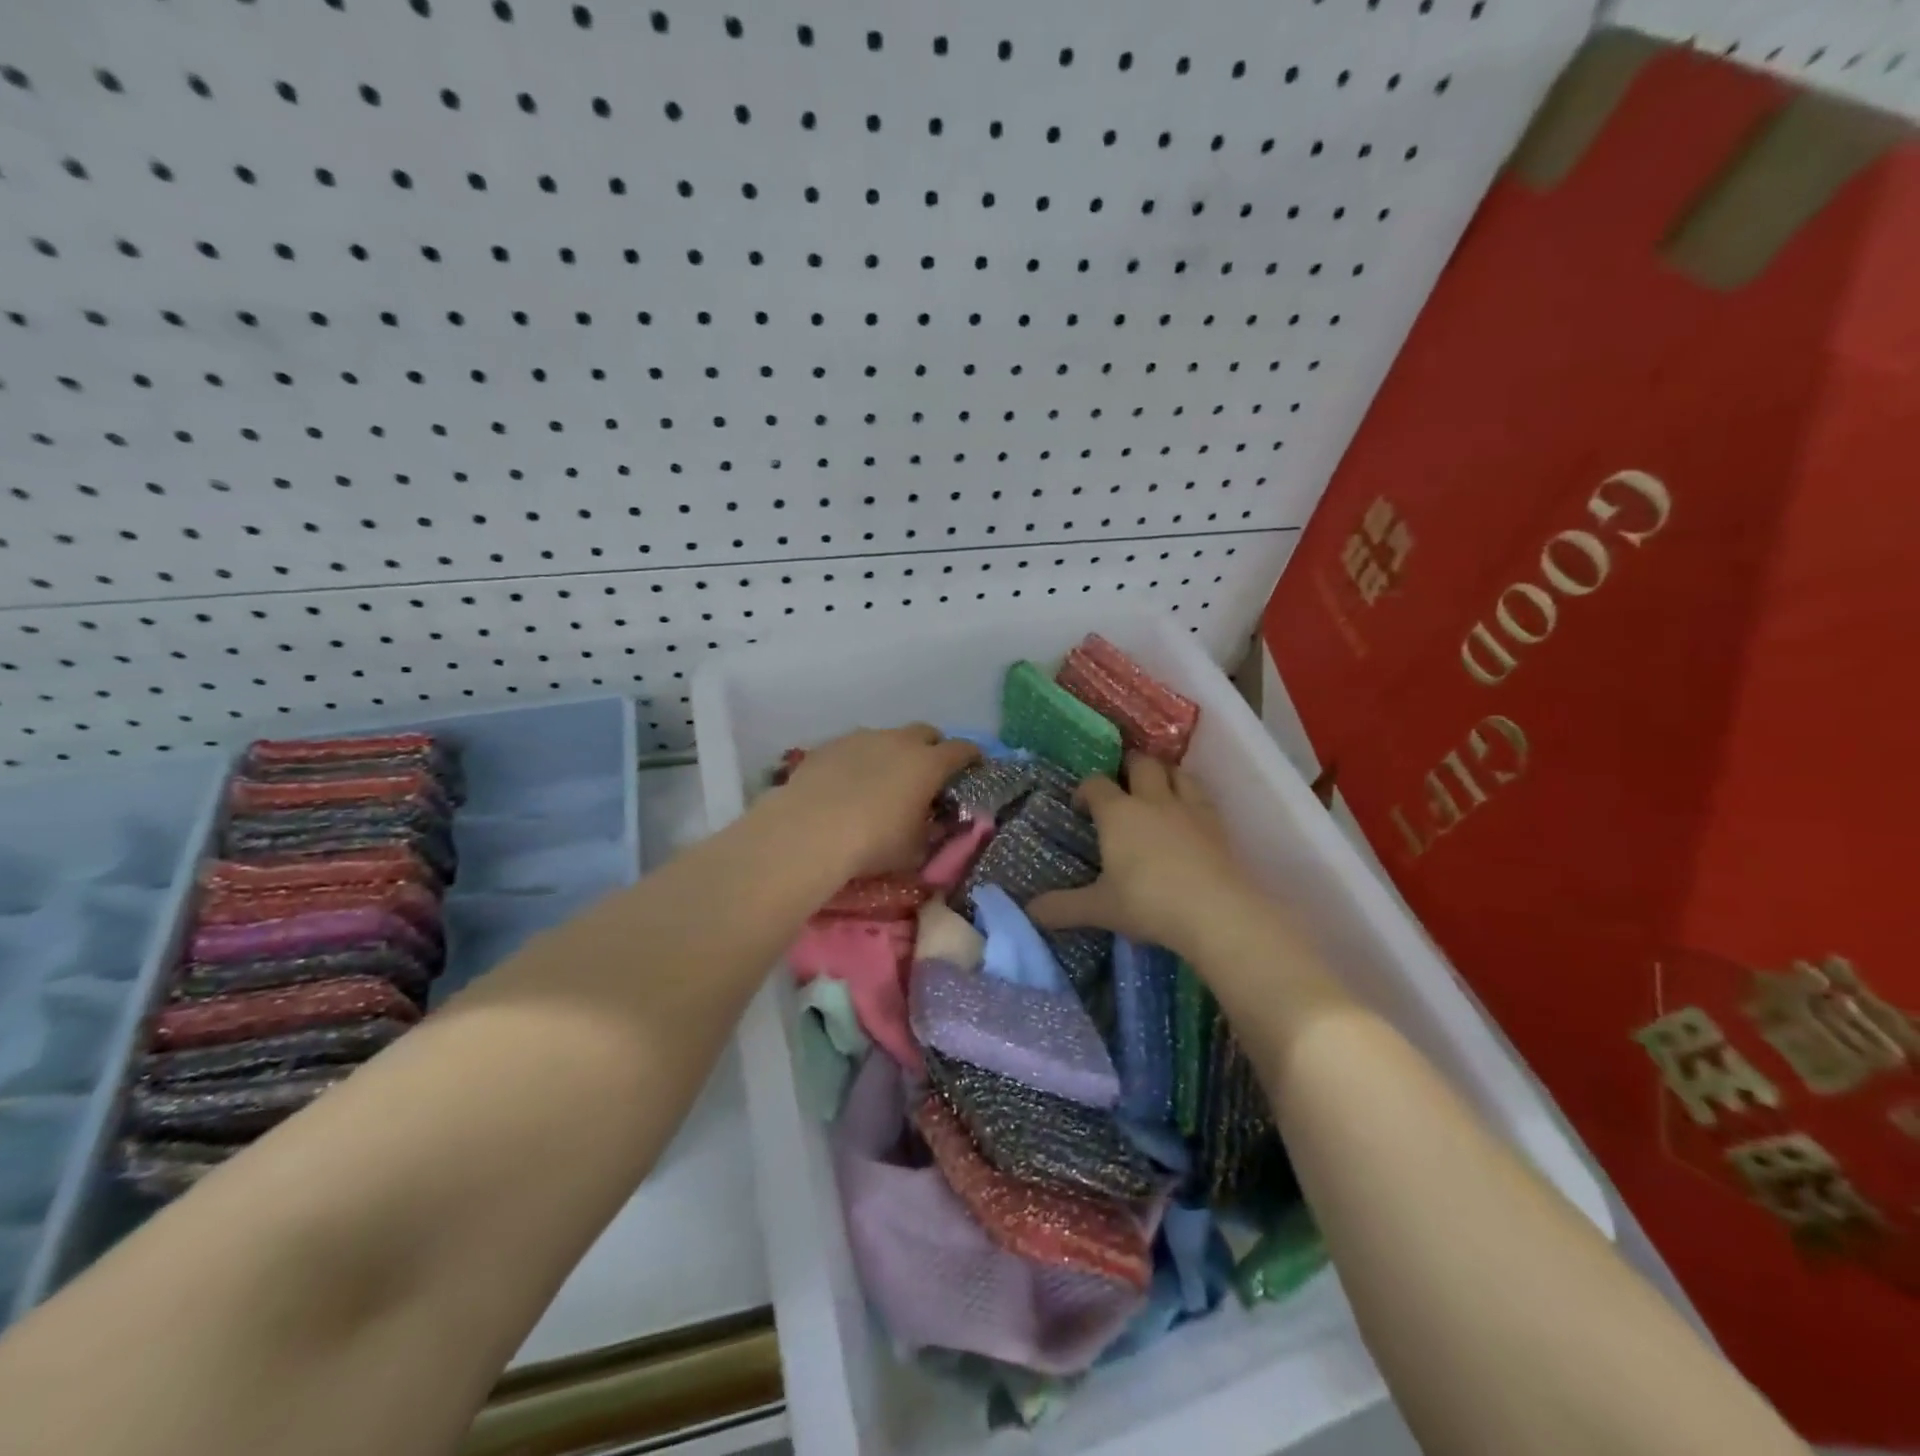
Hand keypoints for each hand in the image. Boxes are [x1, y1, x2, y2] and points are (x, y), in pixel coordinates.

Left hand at [774, 726, 978, 878]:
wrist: (809, 830)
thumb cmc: (874, 842)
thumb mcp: (915, 850)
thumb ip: (933, 833)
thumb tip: (939, 825)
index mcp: (928, 763)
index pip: (962, 750)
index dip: (971, 757)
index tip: (973, 766)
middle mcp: (899, 741)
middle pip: (926, 732)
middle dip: (932, 747)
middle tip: (928, 772)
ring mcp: (862, 738)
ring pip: (888, 737)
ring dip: (893, 752)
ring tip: (883, 779)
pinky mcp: (830, 745)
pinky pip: (855, 747)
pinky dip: (860, 759)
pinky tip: (848, 783)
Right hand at [1028, 753, 1260, 958]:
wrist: (1215, 912)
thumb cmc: (1148, 903)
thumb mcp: (1100, 908)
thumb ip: (1063, 907)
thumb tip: (1030, 911)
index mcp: (1118, 813)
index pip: (1096, 784)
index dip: (1085, 790)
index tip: (1081, 807)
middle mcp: (1152, 800)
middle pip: (1140, 764)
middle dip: (1127, 767)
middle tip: (1121, 786)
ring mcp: (1189, 808)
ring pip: (1176, 772)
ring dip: (1163, 774)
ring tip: (1156, 790)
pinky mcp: (1217, 823)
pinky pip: (1202, 795)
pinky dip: (1190, 796)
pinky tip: (1188, 815)